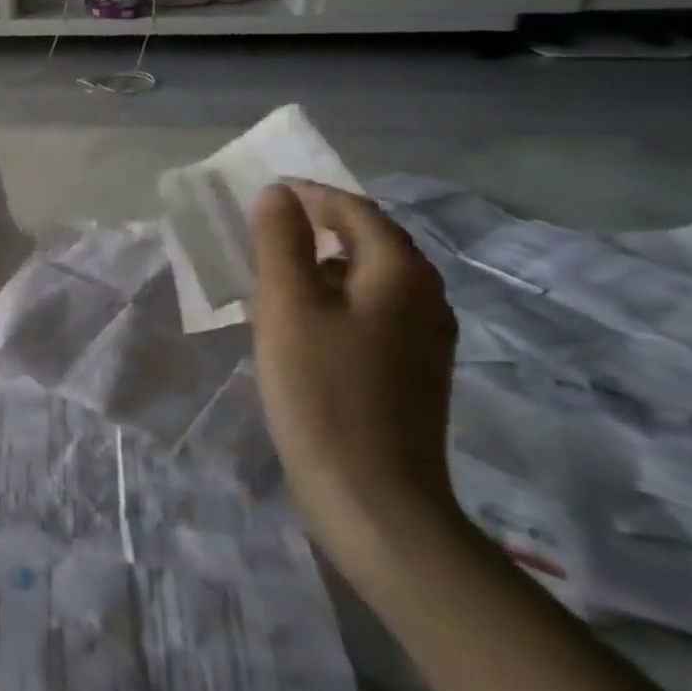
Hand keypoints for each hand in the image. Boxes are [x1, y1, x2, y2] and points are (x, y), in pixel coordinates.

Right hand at [248, 180, 462, 572]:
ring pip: (369, 279)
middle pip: (369, 241)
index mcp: (400, 273)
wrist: (373, 497)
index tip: (266, 193)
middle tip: (267, 229)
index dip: (310, 195)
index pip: (355, 209)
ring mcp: (425, 338)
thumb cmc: (322, 390)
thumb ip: (281, 242)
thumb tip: (279, 194)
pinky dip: (335, 300)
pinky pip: (372, 312)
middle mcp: (426, 296)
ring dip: (324, 264)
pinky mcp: (413, 371)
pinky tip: (303, 323)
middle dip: (318, 227)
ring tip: (276, 273)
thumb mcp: (287, 306)